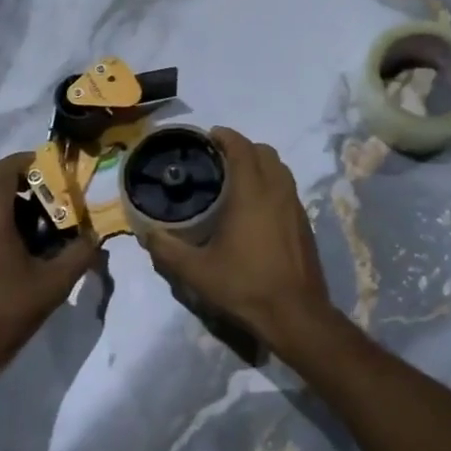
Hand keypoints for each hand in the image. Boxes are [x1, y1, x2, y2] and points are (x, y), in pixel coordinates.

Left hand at [0, 154, 98, 400]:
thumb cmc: (5, 314)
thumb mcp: (53, 285)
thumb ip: (80, 254)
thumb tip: (96, 236)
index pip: (3, 169)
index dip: (28, 160)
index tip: (53, 168)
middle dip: (14, 173)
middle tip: (43, 187)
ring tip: (29, 211)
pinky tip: (9, 238)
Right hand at [138, 128, 337, 354]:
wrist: (296, 314)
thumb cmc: (245, 286)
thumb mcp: (197, 272)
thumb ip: (167, 249)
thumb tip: (146, 232)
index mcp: (252, 192)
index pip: (241, 147)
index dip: (225, 136)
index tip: (208, 137)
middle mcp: (277, 190)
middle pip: (264, 151)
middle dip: (242, 147)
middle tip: (218, 159)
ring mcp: (295, 205)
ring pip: (280, 168)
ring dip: (259, 163)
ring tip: (236, 179)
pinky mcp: (304, 221)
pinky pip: (287, 187)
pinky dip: (271, 182)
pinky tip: (256, 207)